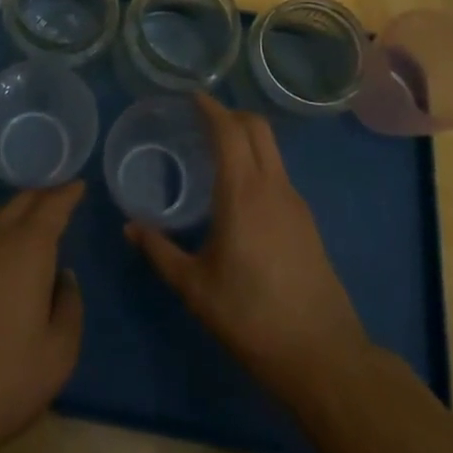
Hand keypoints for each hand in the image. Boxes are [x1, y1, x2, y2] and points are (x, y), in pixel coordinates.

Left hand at [0, 181, 85, 452]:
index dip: (68, 193)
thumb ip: (70, 308)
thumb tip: (63, 278)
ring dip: (17, 214)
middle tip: (60, 199)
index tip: (79, 184)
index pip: (53, 205)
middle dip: (43, 196)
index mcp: (28, 248)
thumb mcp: (57, 356)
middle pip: (22, 201)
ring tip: (30, 229)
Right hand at [126, 94, 369, 404]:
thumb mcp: (195, 287)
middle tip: (202, 119)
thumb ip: (160, 251)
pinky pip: (279, 174)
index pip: (230, 131)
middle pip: (258, 128)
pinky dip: (258, 163)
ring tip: (217, 151)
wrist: (322, 355)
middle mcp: (273, 186)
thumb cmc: (251, 316)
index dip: (211, 109)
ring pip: (272, 150)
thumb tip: (130, 226)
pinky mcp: (307, 222)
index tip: (192, 97)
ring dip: (247, 137)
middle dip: (231, 114)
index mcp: (243, 192)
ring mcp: (296, 203)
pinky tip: (240, 191)